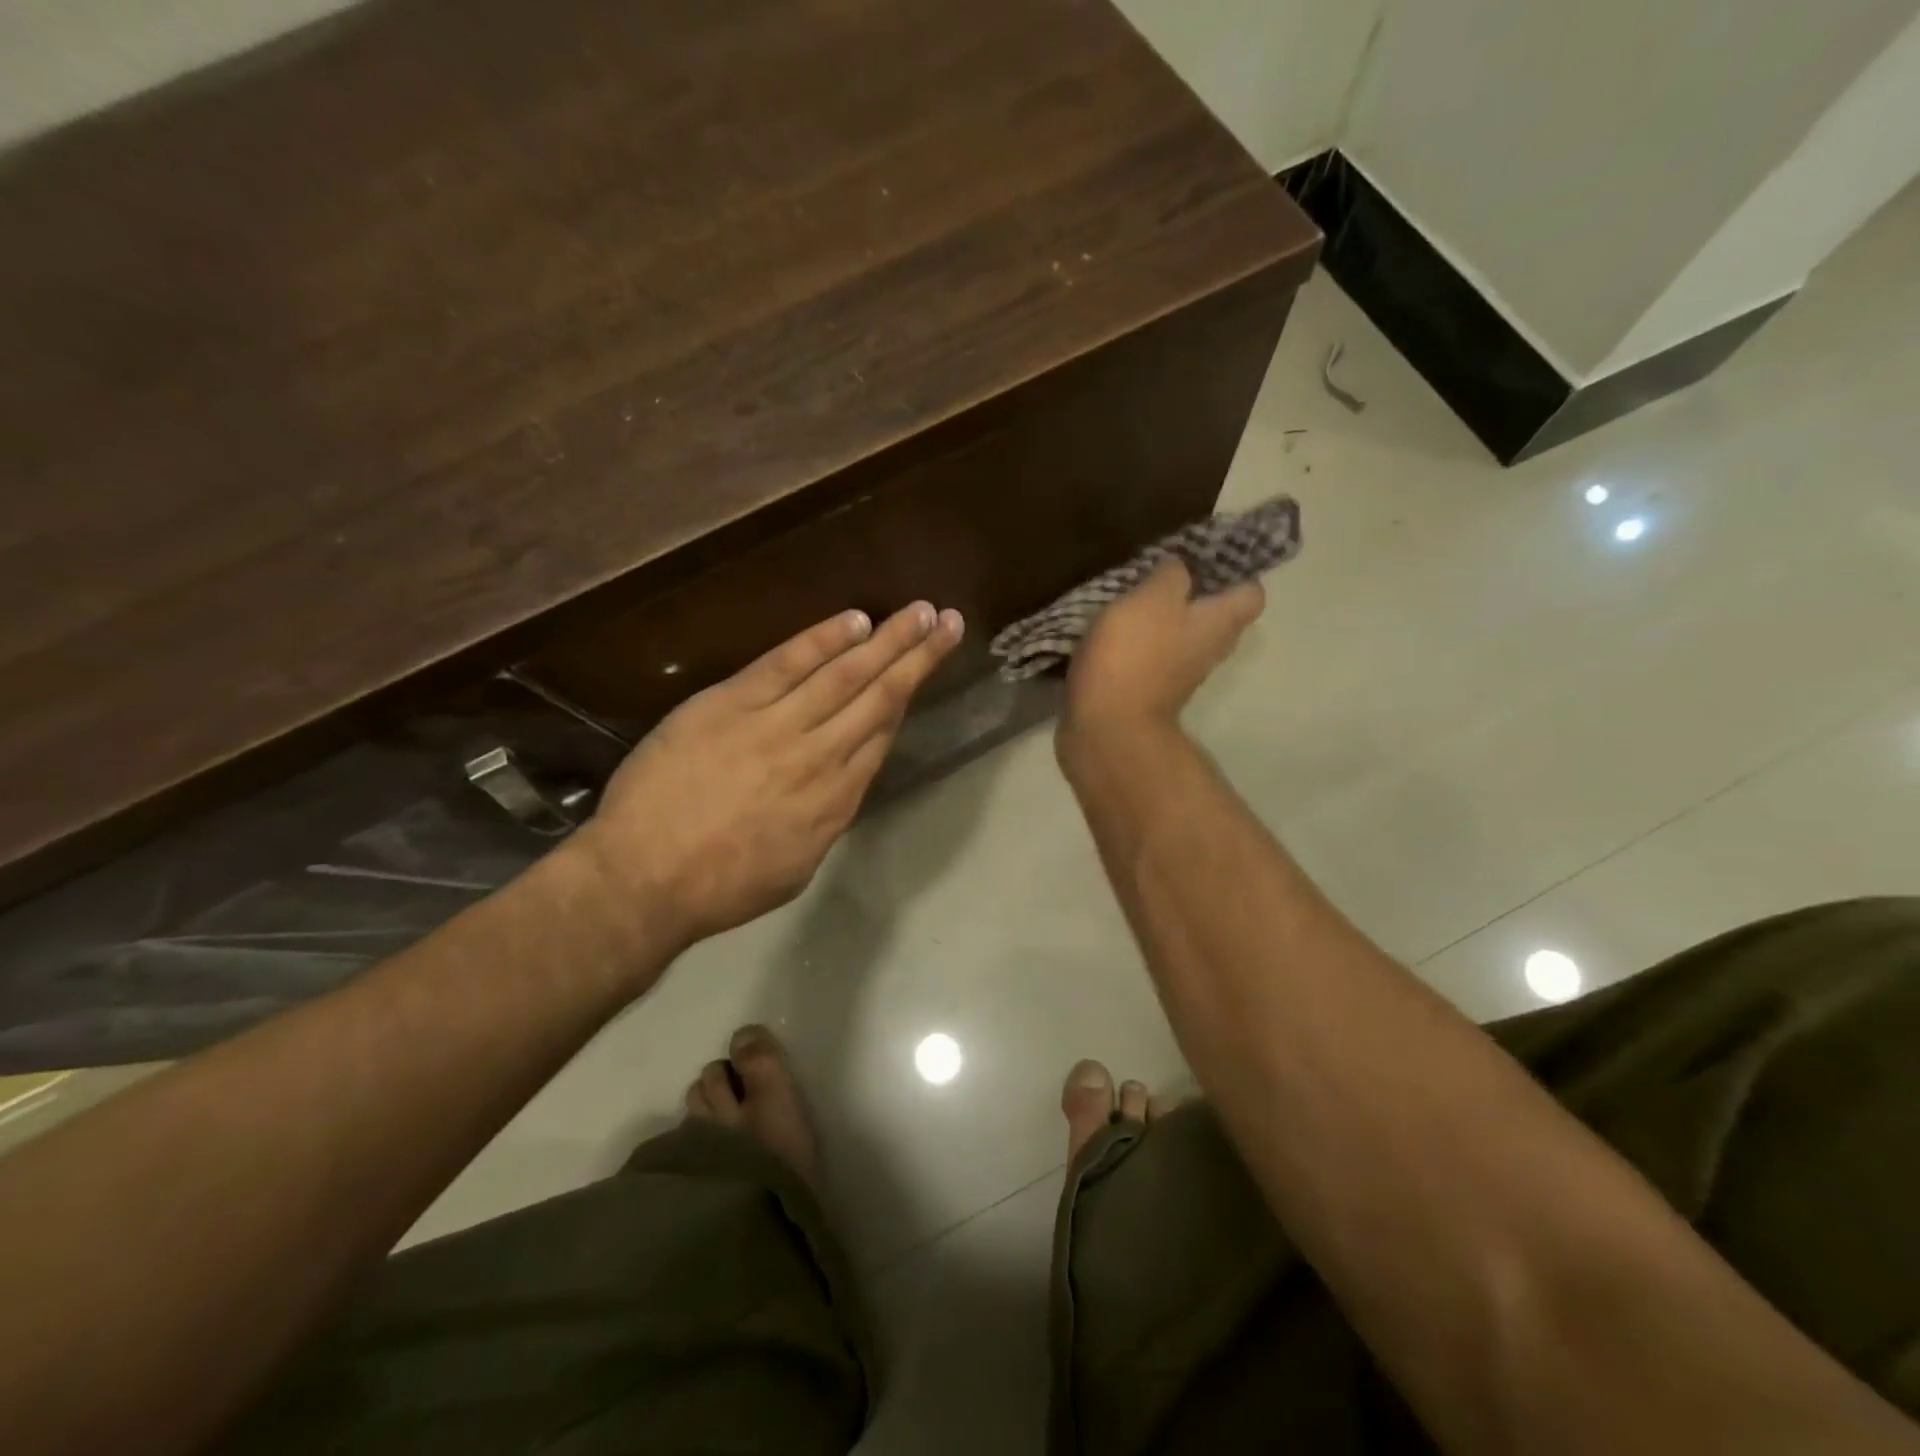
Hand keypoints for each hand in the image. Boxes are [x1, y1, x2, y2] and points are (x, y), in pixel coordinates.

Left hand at [574, 602, 963, 953]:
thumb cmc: (721, 886)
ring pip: (845, 675)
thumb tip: (842, 782)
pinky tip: (855, 620)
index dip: (908, 696)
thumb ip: (826, 818)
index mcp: (836, 800)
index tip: (927, 667)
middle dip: (918, 657)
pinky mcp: (732, 704)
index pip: (881, 735)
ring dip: (888, 640)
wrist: (645, 878)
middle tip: (950, 622)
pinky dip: (823, 640)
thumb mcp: (796, 866)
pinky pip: (787, 664)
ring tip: (920, 611)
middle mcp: (820, 756)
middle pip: (880, 697)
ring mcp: (777, 726)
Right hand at [1062, 559, 1263, 732]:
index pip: (1251, 592)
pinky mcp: (1149, 690)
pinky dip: (1139, 642)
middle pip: (1215, 615)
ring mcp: (1179, 674)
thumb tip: (1180, 568)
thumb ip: (1172, 574)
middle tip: (1162, 570)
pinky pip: (1153, 655)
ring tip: (1132, 594)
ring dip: (1162, 617)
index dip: (1235, 570)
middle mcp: (1209, 650)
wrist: (1107, 727)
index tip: (1203, 555)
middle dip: (1194, 592)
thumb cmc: (1135, 655)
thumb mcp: (1153, 597)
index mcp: (1220, 623)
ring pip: (1182, 635)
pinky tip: (1112, 629)